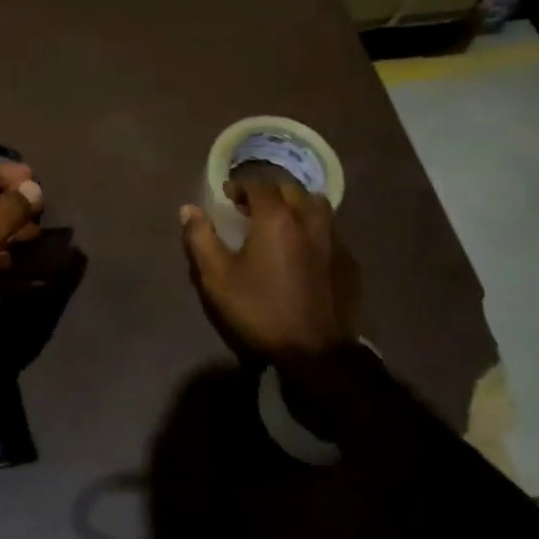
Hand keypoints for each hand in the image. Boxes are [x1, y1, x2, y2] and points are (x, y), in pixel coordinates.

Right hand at [179, 179, 359, 373]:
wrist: (316, 353)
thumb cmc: (261, 310)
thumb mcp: (218, 278)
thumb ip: (200, 238)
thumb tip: (189, 210)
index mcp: (277, 218)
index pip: (258, 185)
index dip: (240, 187)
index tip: (228, 198)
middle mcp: (310, 219)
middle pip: (291, 190)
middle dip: (269, 192)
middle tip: (251, 209)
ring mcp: (335, 240)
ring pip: (316, 206)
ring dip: (296, 206)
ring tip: (281, 224)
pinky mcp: (349, 262)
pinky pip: (331, 231)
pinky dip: (314, 230)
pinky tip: (305, 251)